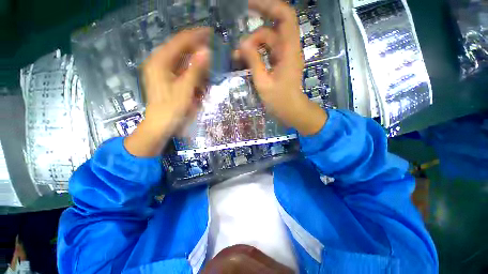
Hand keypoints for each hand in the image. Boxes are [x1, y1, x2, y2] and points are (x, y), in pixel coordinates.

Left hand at [125, 28, 210, 156]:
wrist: (160, 126)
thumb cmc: (171, 109)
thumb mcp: (185, 89)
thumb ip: (195, 70)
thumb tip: (207, 52)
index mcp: (160, 61)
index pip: (180, 41)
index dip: (196, 36)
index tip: (210, 32)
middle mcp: (159, 63)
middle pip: (181, 50)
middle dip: (197, 50)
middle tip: (212, 51)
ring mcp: (163, 72)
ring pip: (183, 61)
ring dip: (196, 64)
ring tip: (207, 67)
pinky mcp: (168, 80)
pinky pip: (182, 71)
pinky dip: (193, 73)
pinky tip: (200, 79)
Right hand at [240, 0, 327, 135]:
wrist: (291, 111)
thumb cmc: (279, 101)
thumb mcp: (263, 83)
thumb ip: (254, 62)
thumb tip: (242, 44)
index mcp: (289, 51)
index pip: (285, 17)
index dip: (269, 6)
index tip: (249, 6)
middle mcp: (288, 49)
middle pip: (271, 30)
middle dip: (253, 36)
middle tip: (238, 48)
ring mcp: (284, 57)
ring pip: (267, 42)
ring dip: (252, 47)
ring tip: (238, 58)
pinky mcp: (279, 64)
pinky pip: (267, 52)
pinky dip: (256, 55)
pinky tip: (245, 61)